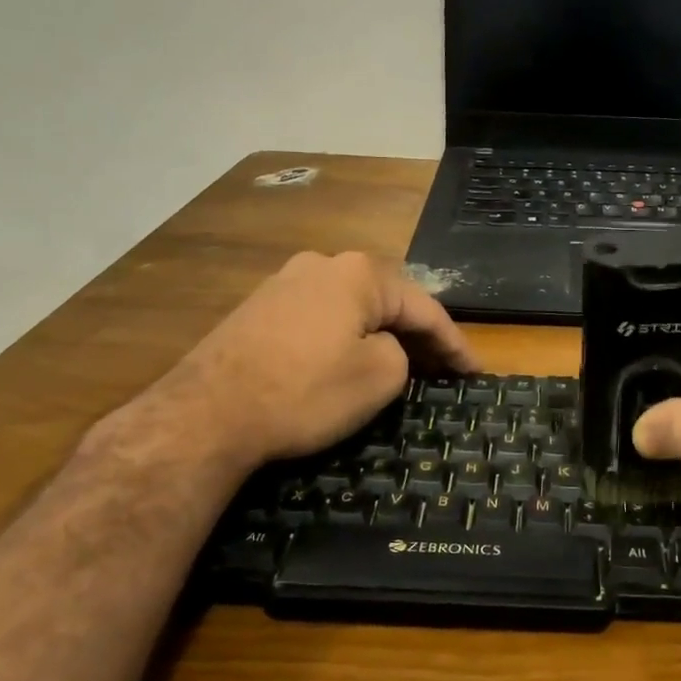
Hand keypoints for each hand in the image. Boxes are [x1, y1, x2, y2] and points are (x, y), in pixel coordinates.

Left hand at [174, 251, 477, 466]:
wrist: (206, 415)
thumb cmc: (304, 392)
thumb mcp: (378, 377)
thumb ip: (401, 354)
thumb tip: (383, 349)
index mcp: (359, 273)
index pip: (424, 308)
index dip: (454, 344)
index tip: (474, 373)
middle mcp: (322, 265)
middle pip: (386, 301)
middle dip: (417, 335)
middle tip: (442, 369)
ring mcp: (284, 283)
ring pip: (351, 309)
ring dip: (379, 336)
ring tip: (401, 365)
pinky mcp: (258, 310)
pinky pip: (319, 320)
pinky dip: (344, 339)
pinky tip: (348, 361)